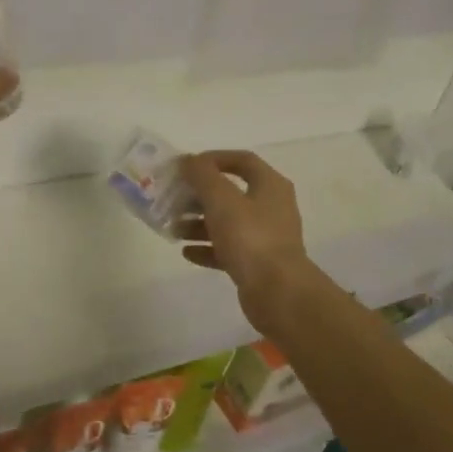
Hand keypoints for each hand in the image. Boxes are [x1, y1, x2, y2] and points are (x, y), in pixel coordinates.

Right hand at [178, 151, 322, 333]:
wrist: (278, 293)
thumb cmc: (250, 237)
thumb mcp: (221, 199)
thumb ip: (202, 175)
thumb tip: (189, 160)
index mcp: (270, 185)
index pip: (242, 160)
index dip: (214, 159)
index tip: (187, 166)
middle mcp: (271, 207)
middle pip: (231, 193)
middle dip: (200, 196)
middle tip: (174, 200)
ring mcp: (266, 237)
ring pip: (228, 222)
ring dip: (199, 223)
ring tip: (174, 229)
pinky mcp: (258, 263)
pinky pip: (229, 249)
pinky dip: (208, 248)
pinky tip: (187, 253)